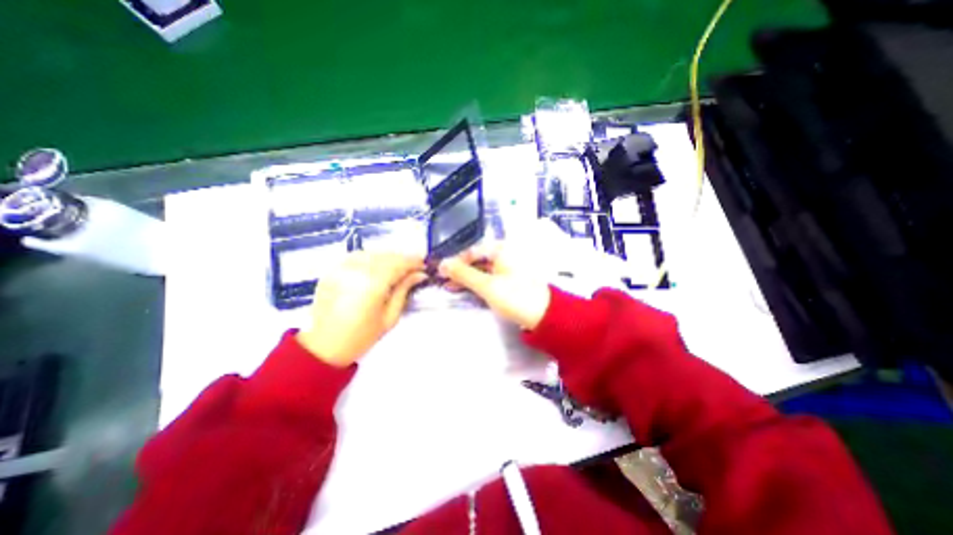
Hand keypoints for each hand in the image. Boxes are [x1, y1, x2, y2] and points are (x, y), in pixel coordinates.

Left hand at [299, 252, 426, 365]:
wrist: (325, 346)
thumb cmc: (363, 336)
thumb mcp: (390, 316)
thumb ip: (404, 290)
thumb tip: (420, 274)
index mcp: (372, 284)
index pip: (398, 264)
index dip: (413, 262)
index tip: (424, 265)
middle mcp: (356, 271)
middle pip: (386, 256)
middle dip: (402, 259)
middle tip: (413, 267)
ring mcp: (341, 268)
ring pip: (372, 253)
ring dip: (387, 257)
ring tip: (396, 267)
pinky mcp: (332, 270)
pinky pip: (356, 256)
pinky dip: (371, 258)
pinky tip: (377, 266)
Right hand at [439, 243, 551, 330]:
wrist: (544, 316)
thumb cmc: (515, 296)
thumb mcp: (487, 286)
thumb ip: (464, 274)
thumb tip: (442, 263)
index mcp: (501, 249)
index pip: (472, 250)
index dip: (455, 261)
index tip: (440, 271)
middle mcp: (505, 255)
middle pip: (476, 259)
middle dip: (460, 270)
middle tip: (443, 281)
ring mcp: (507, 268)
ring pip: (482, 270)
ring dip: (467, 278)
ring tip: (450, 287)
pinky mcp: (509, 281)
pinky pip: (489, 278)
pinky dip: (477, 284)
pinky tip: (466, 290)